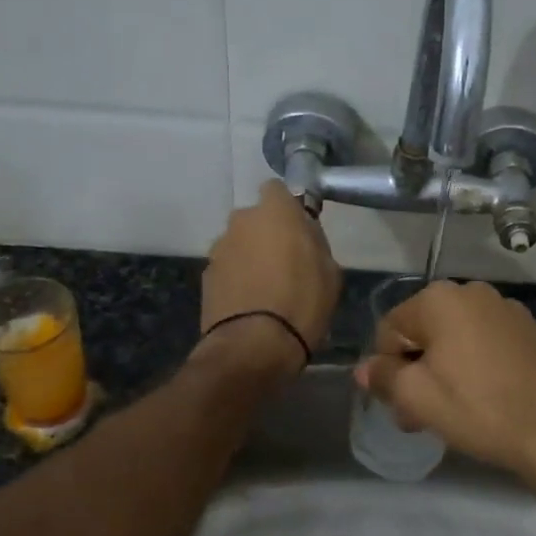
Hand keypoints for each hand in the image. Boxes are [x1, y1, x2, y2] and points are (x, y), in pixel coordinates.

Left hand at [200, 180, 341, 373]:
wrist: (254, 345)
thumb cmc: (302, 302)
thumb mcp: (330, 271)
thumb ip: (315, 243)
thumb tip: (304, 235)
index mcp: (275, 212)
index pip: (277, 189)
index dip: (288, 207)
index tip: (299, 229)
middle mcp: (241, 221)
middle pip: (256, 220)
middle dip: (268, 234)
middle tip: (287, 262)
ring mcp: (219, 249)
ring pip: (240, 244)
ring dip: (251, 258)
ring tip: (268, 290)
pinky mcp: (205, 276)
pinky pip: (228, 269)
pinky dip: (238, 279)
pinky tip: (251, 304)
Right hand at [355, 280, 535, 480]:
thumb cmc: (479, 409)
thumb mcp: (417, 398)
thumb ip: (383, 377)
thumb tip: (364, 368)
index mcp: (440, 299)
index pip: (390, 330)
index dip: (388, 369)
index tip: (401, 406)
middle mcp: (473, 292)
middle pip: (425, 332)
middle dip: (417, 370)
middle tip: (423, 414)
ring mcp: (508, 309)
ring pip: (457, 338)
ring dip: (447, 369)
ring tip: (456, 409)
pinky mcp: (532, 330)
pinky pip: (489, 344)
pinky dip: (479, 365)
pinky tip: (488, 397)